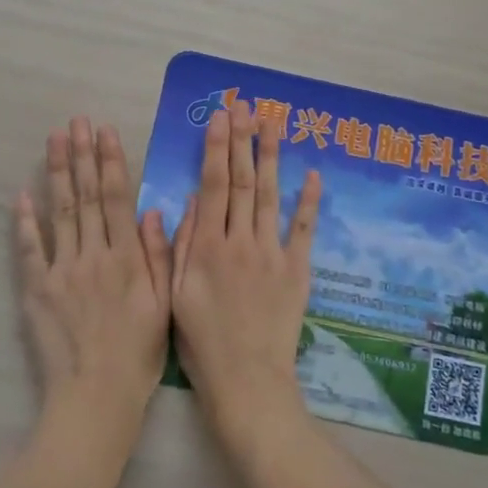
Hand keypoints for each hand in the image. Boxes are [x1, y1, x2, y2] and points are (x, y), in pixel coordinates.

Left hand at [14, 119, 171, 421]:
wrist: (95, 397)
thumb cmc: (138, 354)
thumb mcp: (164, 304)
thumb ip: (159, 255)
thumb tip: (154, 210)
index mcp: (127, 257)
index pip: (116, 197)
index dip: (110, 161)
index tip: (105, 131)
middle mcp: (94, 254)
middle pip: (85, 196)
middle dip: (81, 155)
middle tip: (76, 122)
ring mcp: (62, 270)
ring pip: (59, 212)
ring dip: (56, 173)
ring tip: (54, 140)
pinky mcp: (37, 290)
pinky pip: (30, 249)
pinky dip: (25, 221)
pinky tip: (22, 194)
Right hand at [169, 103, 322, 441]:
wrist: (247, 381)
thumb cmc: (203, 342)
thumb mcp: (176, 294)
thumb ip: (179, 246)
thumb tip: (186, 201)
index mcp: (206, 247)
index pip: (212, 186)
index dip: (215, 148)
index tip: (219, 118)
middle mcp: (239, 241)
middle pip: (240, 181)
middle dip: (242, 140)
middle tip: (245, 106)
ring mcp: (271, 253)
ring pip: (269, 195)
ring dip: (271, 157)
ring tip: (272, 124)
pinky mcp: (297, 269)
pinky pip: (303, 229)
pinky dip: (308, 201)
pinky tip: (312, 174)